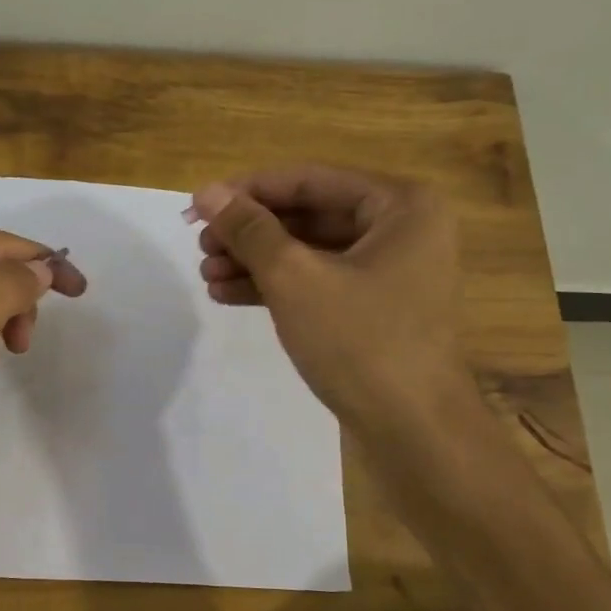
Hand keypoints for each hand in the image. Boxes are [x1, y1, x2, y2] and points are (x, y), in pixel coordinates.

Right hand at [189, 165, 472, 433]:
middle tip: (201, 246)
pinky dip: (277, 287)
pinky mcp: (375, 309)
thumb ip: (250, 231)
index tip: (197, 206)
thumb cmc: (360, 342)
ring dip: (256, 261)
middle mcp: (401, 229)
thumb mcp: (295, 279)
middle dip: (250, 232)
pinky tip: (229, 294)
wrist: (412, 430)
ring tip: (206, 275)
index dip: (247, 191)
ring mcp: (390, 272)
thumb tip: (207, 193)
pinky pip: (319, 283)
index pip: (309, 180)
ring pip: (310, 252)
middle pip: (309, 215)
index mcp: (400, 206)